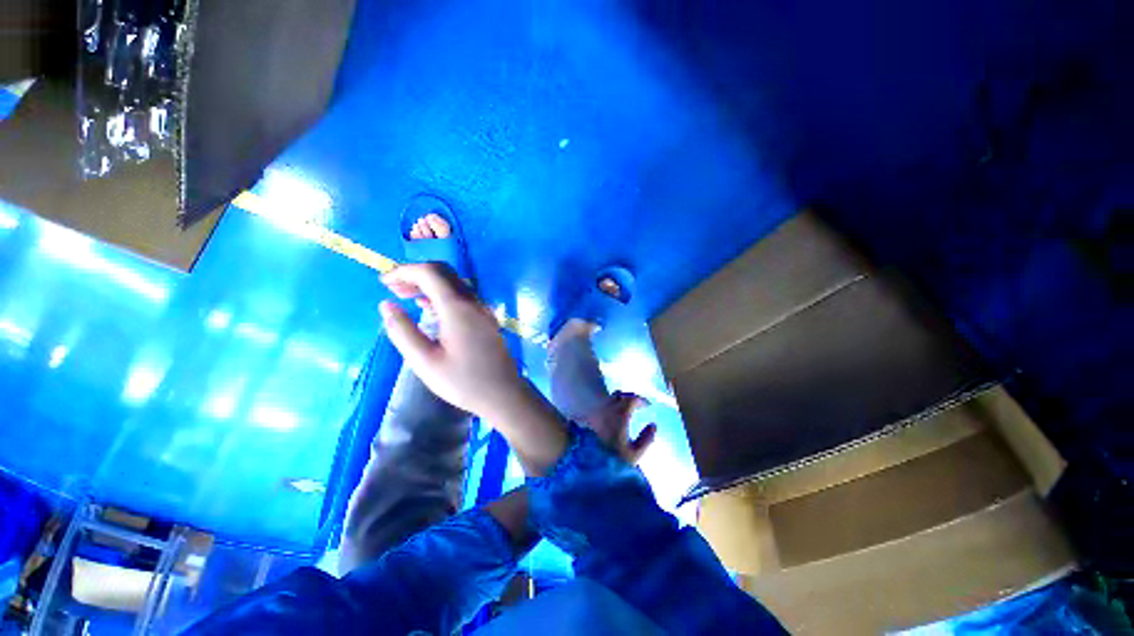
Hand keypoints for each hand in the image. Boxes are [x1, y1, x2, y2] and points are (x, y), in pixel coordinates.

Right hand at [379, 263, 526, 418]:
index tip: (383, 282)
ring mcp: (483, 309)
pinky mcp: (486, 318)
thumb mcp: (425, 361)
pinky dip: (441, 294)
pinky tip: (428, 307)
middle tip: (391, 288)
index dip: (404, 271)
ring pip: (454, 283)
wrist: (503, 393)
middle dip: (415, 274)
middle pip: (444, 273)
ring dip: (429, 284)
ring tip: (404, 296)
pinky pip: (462, 296)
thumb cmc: (463, 381)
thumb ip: (402, 331)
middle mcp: (473, 302)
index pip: (430, 273)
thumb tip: (386, 305)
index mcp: (458, 308)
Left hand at [583, 391, 656, 464]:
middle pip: (620, 395)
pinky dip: (610, 407)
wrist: (583, 463)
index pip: (632, 399)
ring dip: (619, 401)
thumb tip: (653, 425)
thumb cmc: (611, 460)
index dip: (641, 400)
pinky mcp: (588, 417)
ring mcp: (595, 411)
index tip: (647, 406)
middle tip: (638, 406)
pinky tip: (613, 417)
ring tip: (626, 411)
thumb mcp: (634, 454)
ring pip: (609, 399)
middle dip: (630, 398)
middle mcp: (606, 408)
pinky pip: (601, 406)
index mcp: (620, 415)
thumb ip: (647, 439)